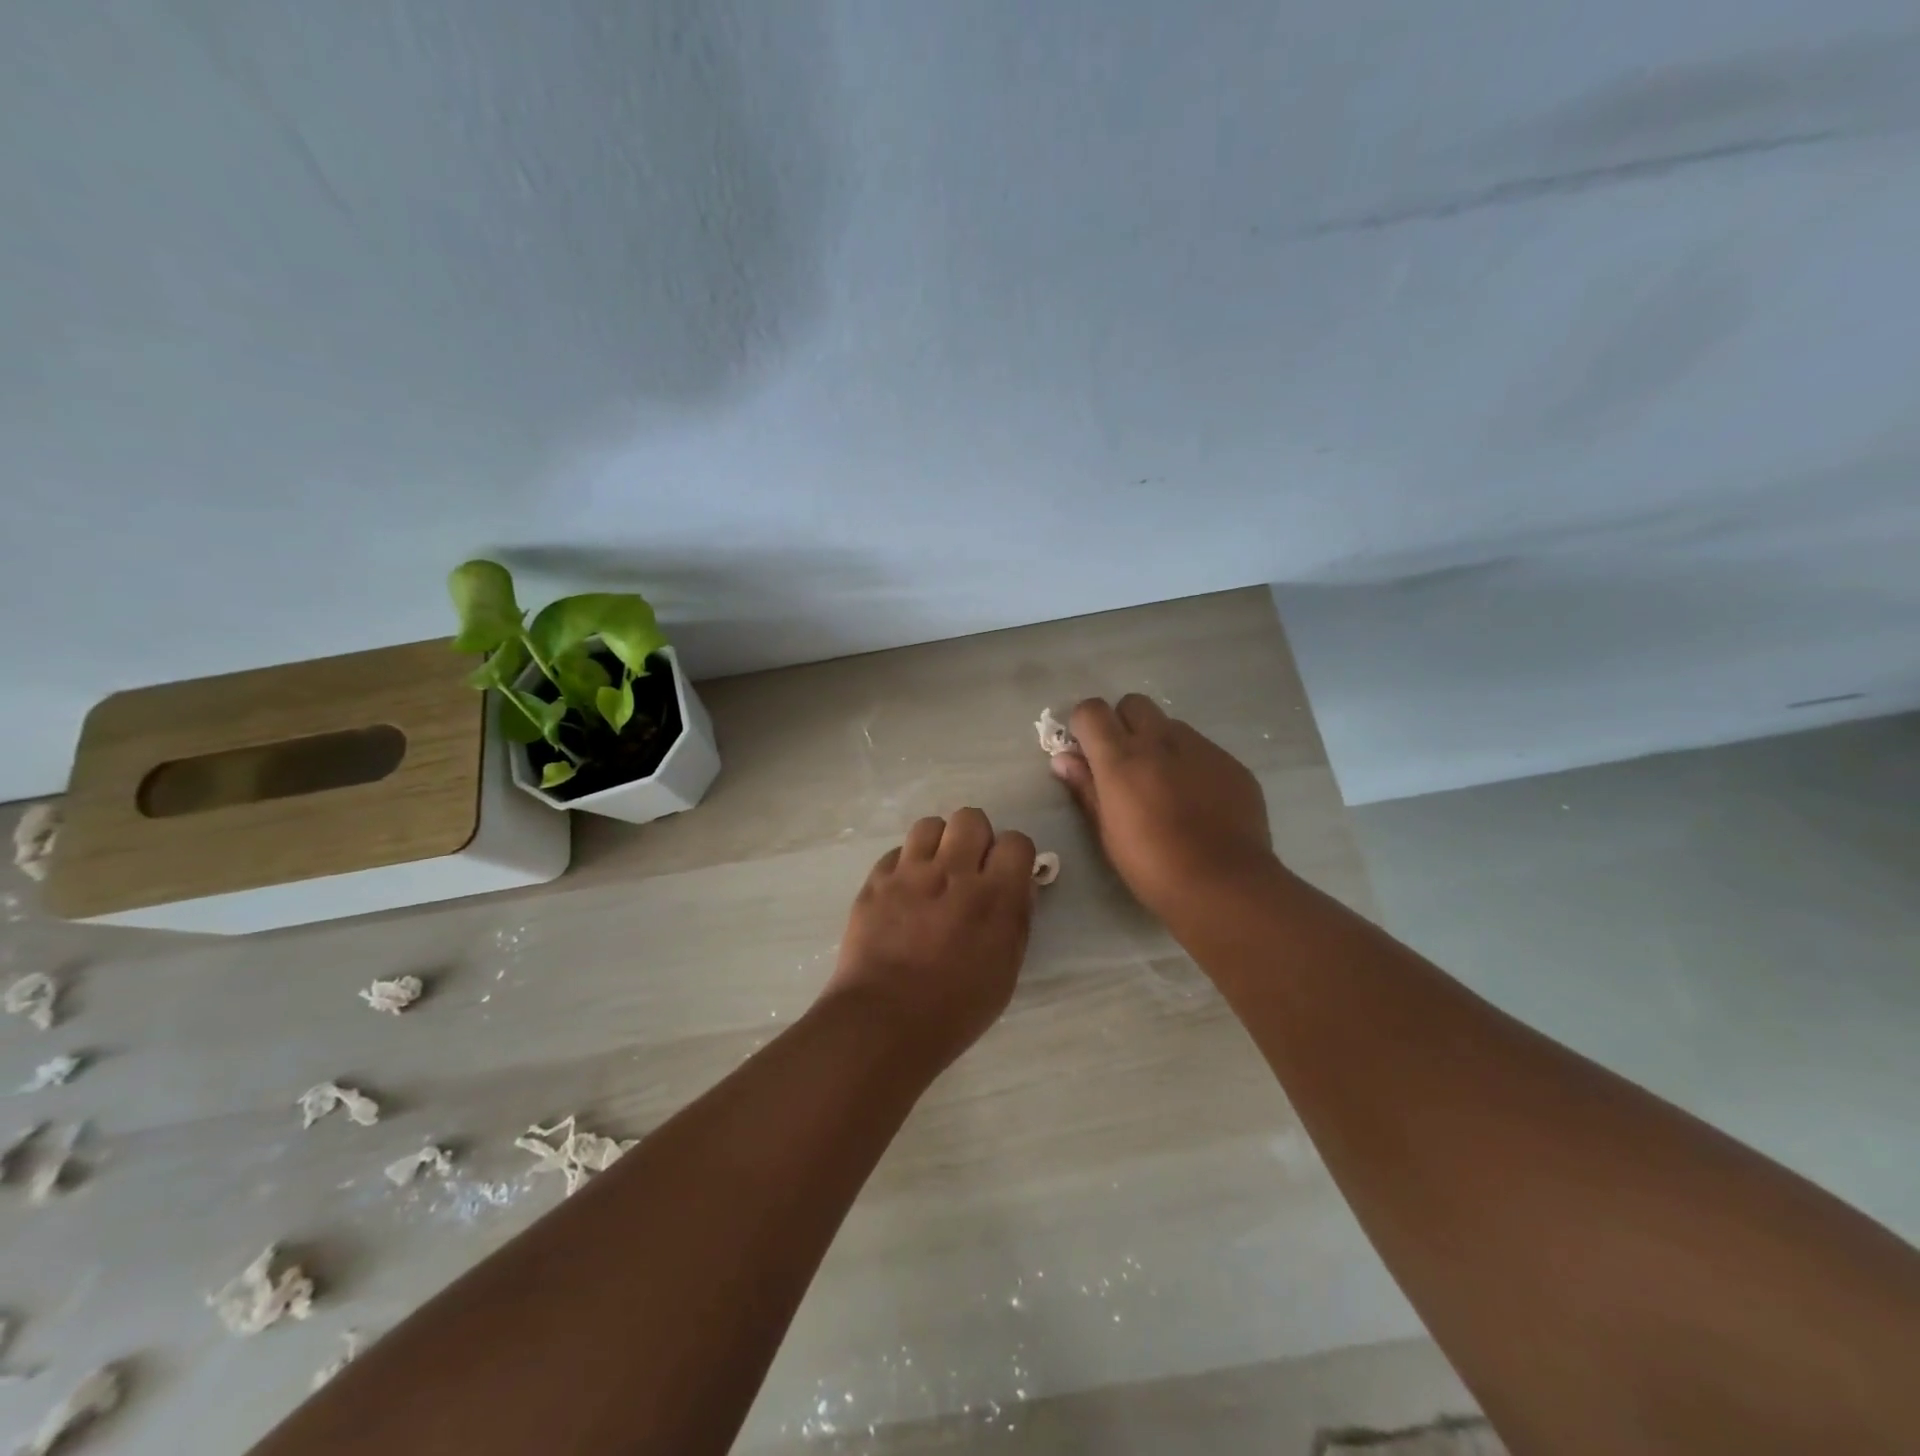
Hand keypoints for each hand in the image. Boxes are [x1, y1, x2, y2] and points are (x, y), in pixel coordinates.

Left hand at [823, 808, 1037, 1065]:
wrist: (882, 1021)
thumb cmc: (954, 1009)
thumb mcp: (1005, 971)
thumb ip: (1015, 920)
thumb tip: (1017, 886)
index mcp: (994, 897)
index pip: (1016, 841)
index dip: (1014, 855)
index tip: (1005, 875)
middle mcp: (953, 872)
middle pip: (971, 818)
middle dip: (975, 838)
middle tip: (969, 869)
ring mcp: (909, 873)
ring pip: (930, 825)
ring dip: (938, 844)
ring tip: (934, 873)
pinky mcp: (876, 881)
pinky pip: (896, 853)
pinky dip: (905, 866)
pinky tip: (904, 893)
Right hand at [1051, 695, 1279, 927]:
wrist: (1224, 884)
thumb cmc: (1152, 866)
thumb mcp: (1107, 831)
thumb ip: (1085, 787)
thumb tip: (1062, 759)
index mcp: (1121, 758)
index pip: (1092, 710)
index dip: (1085, 726)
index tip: (1087, 751)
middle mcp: (1160, 741)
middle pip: (1134, 704)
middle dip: (1123, 723)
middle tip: (1125, 763)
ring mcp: (1201, 748)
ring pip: (1170, 725)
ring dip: (1159, 743)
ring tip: (1165, 785)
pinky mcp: (1232, 763)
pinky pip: (1203, 749)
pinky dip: (1191, 763)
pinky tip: (1198, 801)